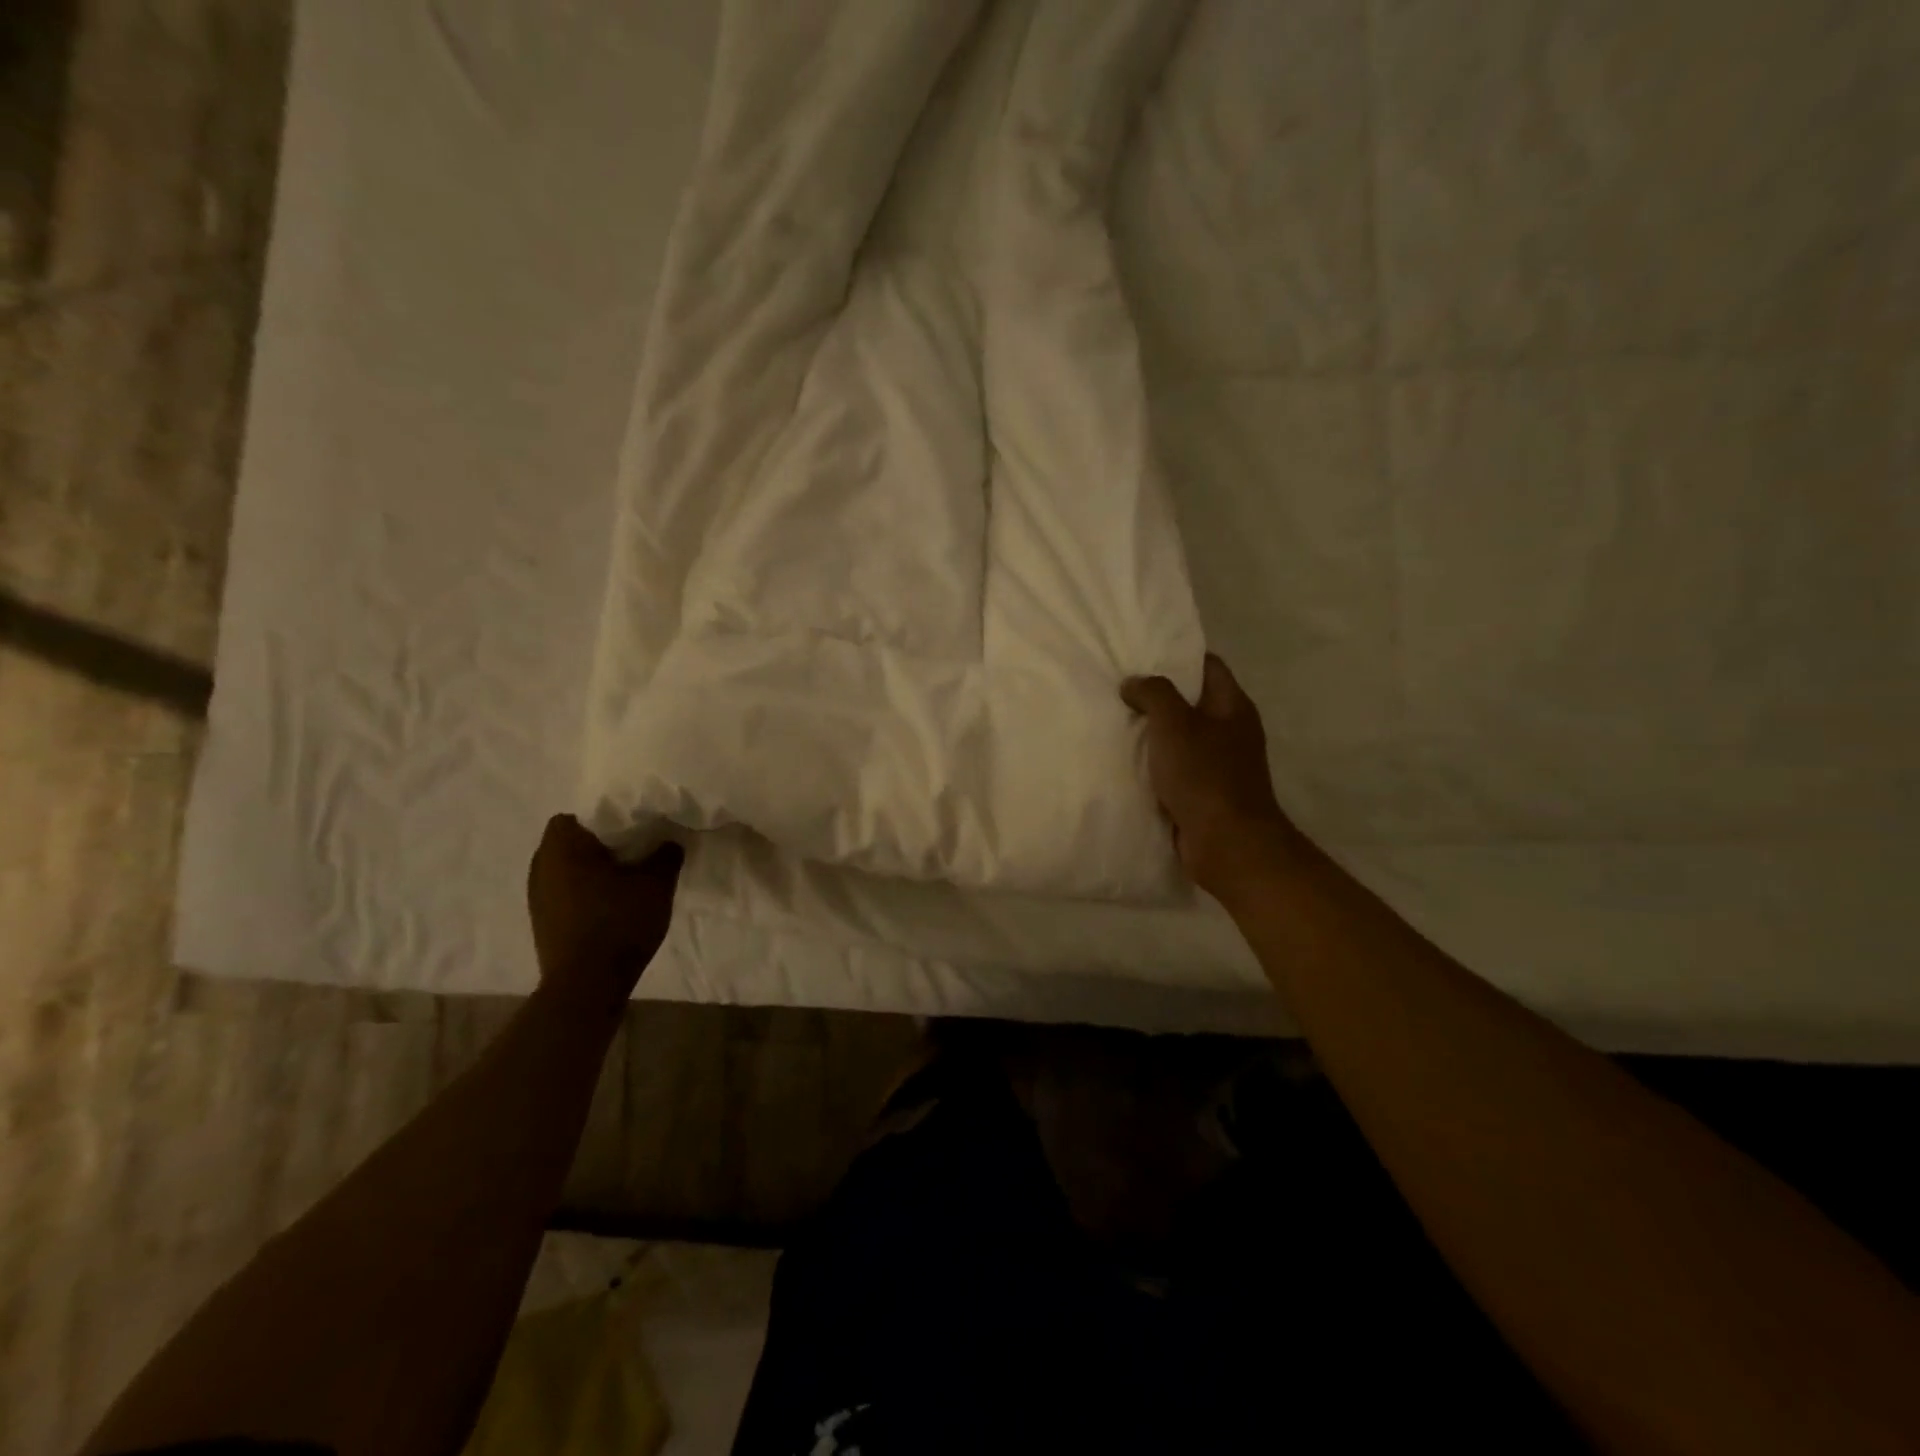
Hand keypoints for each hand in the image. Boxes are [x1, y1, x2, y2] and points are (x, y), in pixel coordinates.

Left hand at [526, 815, 683, 1014]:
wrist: (587, 985)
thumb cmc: (619, 922)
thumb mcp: (657, 883)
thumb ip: (665, 854)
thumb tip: (668, 841)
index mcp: (562, 846)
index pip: (578, 814)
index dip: (605, 817)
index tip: (631, 827)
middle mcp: (540, 865)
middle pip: (570, 841)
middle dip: (599, 843)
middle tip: (633, 850)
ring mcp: (537, 896)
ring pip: (566, 868)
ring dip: (590, 870)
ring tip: (624, 878)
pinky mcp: (542, 921)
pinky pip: (564, 892)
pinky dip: (584, 892)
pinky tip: (610, 904)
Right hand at [1121, 654, 1300, 895]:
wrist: (1226, 844)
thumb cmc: (1204, 775)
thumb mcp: (1175, 723)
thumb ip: (1154, 694)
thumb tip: (1134, 683)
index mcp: (1233, 707)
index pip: (1208, 666)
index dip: (1177, 656)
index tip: (1142, 655)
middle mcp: (1231, 731)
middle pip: (1192, 702)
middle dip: (1158, 696)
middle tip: (1119, 689)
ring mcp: (1219, 765)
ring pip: (1181, 738)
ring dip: (1153, 733)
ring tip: (1114, 722)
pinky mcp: (1204, 793)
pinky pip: (1175, 769)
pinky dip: (1154, 764)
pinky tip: (1125, 762)